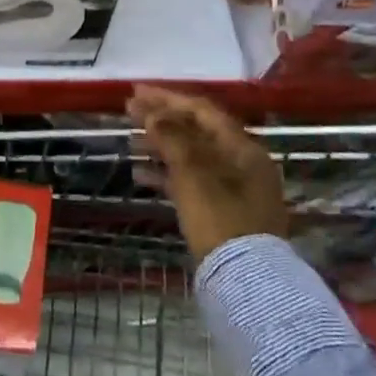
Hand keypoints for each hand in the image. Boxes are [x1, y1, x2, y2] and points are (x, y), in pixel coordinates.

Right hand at [128, 85, 286, 260]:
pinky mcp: (223, 213)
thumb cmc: (220, 219)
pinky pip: (192, 182)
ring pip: (192, 156)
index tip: (136, 92)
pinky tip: (140, 175)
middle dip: (162, 120)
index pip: (201, 110)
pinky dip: (167, 174)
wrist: (246, 284)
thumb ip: (172, 137)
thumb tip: (152, 111)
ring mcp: (235, 189)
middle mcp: (242, 163)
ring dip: (161, 146)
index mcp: (242, 147)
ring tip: (130, 142)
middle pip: (197, 131)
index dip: (167, 98)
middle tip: (129, 112)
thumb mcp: (193, 173)